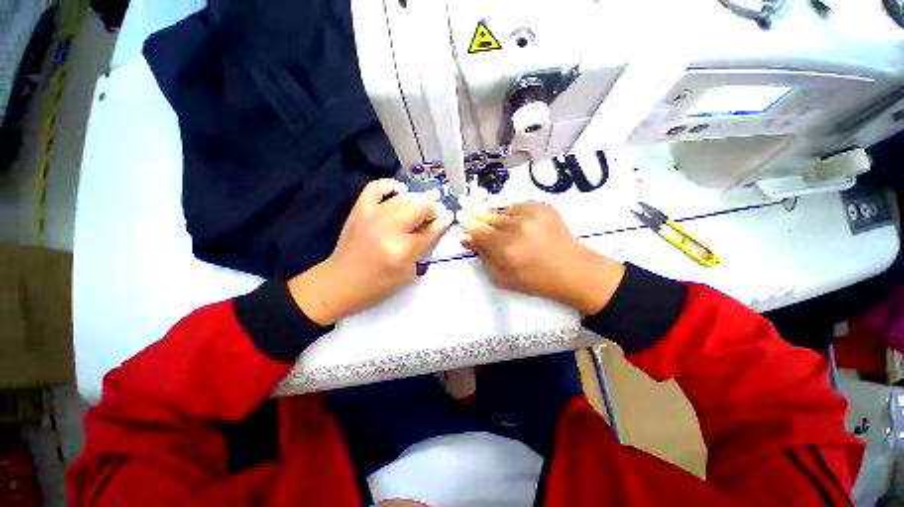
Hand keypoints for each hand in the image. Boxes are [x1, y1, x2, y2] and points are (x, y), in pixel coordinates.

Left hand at [289, 179, 452, 324]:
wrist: (340, 283)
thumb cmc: (377, 285)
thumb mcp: (407, 274)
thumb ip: (422, 249)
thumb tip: (433, 228)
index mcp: (403, 249)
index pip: (430, 230)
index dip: (443, 222)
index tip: (449, 216)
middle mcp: (390, 228)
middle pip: (420, 208)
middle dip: (433, 209)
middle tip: (435, 214)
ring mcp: (372, 215)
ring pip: (404, 198)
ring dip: (418, 200)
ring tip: (422, 206)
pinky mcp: (359, 210)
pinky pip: (376, 188)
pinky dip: (390, 185)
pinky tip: (400, 191)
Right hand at [458, 202, 624, 314]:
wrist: (574, 271)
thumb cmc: (535, 280)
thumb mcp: (502, 277)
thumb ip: (483, 256)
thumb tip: (466, 239)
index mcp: (505, 247)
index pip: (477, 229)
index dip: (466, 222)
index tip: (459, 215)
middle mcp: (516, 226)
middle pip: (488, 216)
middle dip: (477, 214)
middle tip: (466, 205)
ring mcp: (531, 213)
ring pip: (503, 210)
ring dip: (497, 217)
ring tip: (501, 226)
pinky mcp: (543, 206)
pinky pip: (518, 206)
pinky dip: (513, 214)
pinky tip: (518, 225)